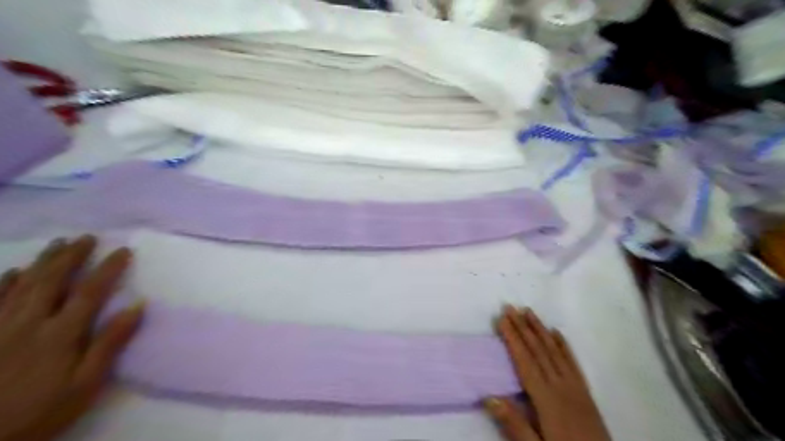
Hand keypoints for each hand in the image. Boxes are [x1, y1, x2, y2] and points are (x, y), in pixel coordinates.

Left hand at [1, 236, 142, 440]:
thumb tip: (138, 306)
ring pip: (22, 285)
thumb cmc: (41, 411)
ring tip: (58, 243)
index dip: (108, 268)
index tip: (124, 250)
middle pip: (52, 281)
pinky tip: (13, 271)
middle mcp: (28, 323)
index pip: (89, 292)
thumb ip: (110, 343)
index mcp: (60, 334)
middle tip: (87, 237)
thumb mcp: (86, 384)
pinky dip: (3, 282)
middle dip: (71, 256)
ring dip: (42, 261)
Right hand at [482, 307, 608, 440]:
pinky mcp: (586, 392)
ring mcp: (575, 387)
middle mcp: (561, 386)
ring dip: (540, 329)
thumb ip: (515, 424)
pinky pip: (573, 363)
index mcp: (546, 399)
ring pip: (555, 351)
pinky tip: (557, 333)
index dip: (512, 338)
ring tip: (529, 312)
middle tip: (510, 307)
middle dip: (523, 327)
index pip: (524, 361)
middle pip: (538, 350)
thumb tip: (489, 397)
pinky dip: (564, 345)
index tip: (502, 319)